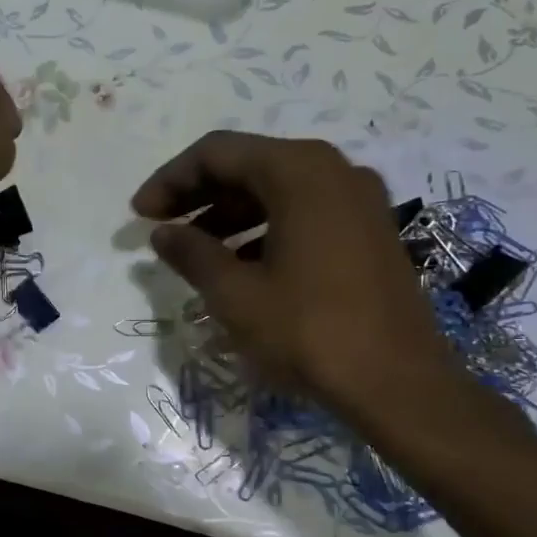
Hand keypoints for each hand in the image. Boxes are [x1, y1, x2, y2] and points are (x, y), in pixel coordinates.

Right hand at [132, 131, 469, 423]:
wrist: (398, 383)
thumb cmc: (308, 331)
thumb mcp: (235, 294)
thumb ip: (192, 253)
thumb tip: (162, 233)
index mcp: (299, 172)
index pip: (217, 153)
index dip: (170, 180)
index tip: (139, 215)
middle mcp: (334, 171)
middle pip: (249, 165)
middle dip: (198, 195)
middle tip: (160, 229)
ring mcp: (359, 201)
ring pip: (277, 191)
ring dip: (228, 214)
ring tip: (194, 251)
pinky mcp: (369, 232)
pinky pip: (304, 213)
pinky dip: (263, 229)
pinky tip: (240, 265)